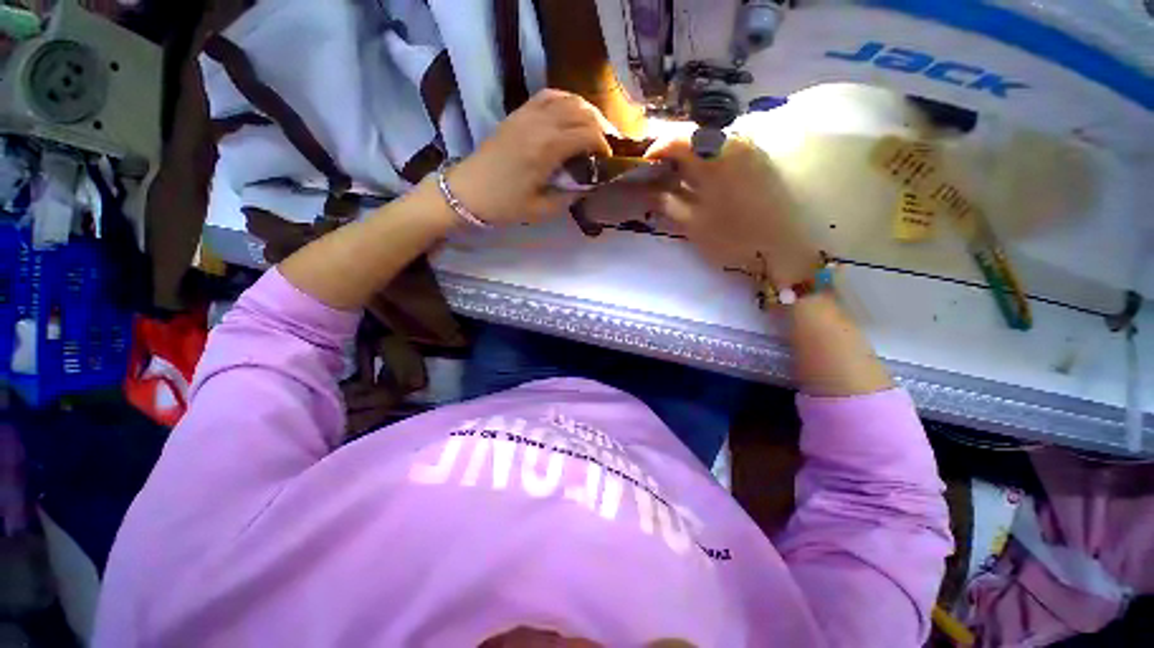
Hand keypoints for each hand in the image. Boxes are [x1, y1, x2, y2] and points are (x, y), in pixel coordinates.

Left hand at [446, 89, 613, 225]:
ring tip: (594, 128)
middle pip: (581, 111)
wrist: (468, 191)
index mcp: (547, 148)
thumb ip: (570, 196)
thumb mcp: (542, 209)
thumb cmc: (505, 205)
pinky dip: (565, 101)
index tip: (608, 160)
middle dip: (601, 126)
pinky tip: (570, 114)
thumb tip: (589, 184)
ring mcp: (527, 114)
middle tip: (606, 144)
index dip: (604, 145)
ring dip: (586, 111)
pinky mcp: (518, 113)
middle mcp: (540, 123)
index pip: (587, 134)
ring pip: (567, 98)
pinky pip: (548, 96)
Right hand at [646, 137, 820, 285]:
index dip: (656, 149)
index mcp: (712, 155)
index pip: (676, 138)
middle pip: (693, 134)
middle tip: (659, 170)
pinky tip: (704, 176)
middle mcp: (732, 140)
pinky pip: (727, 147)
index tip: (645, 166)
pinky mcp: (760, 158)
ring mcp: (750, 147)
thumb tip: (648, 189)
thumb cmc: (733, 236)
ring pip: (711, 139)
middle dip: (672, 150)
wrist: (785, 244)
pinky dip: (709, 157)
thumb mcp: (692, 223)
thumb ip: (666, 202)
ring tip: (679, 174)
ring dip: (691, 153)